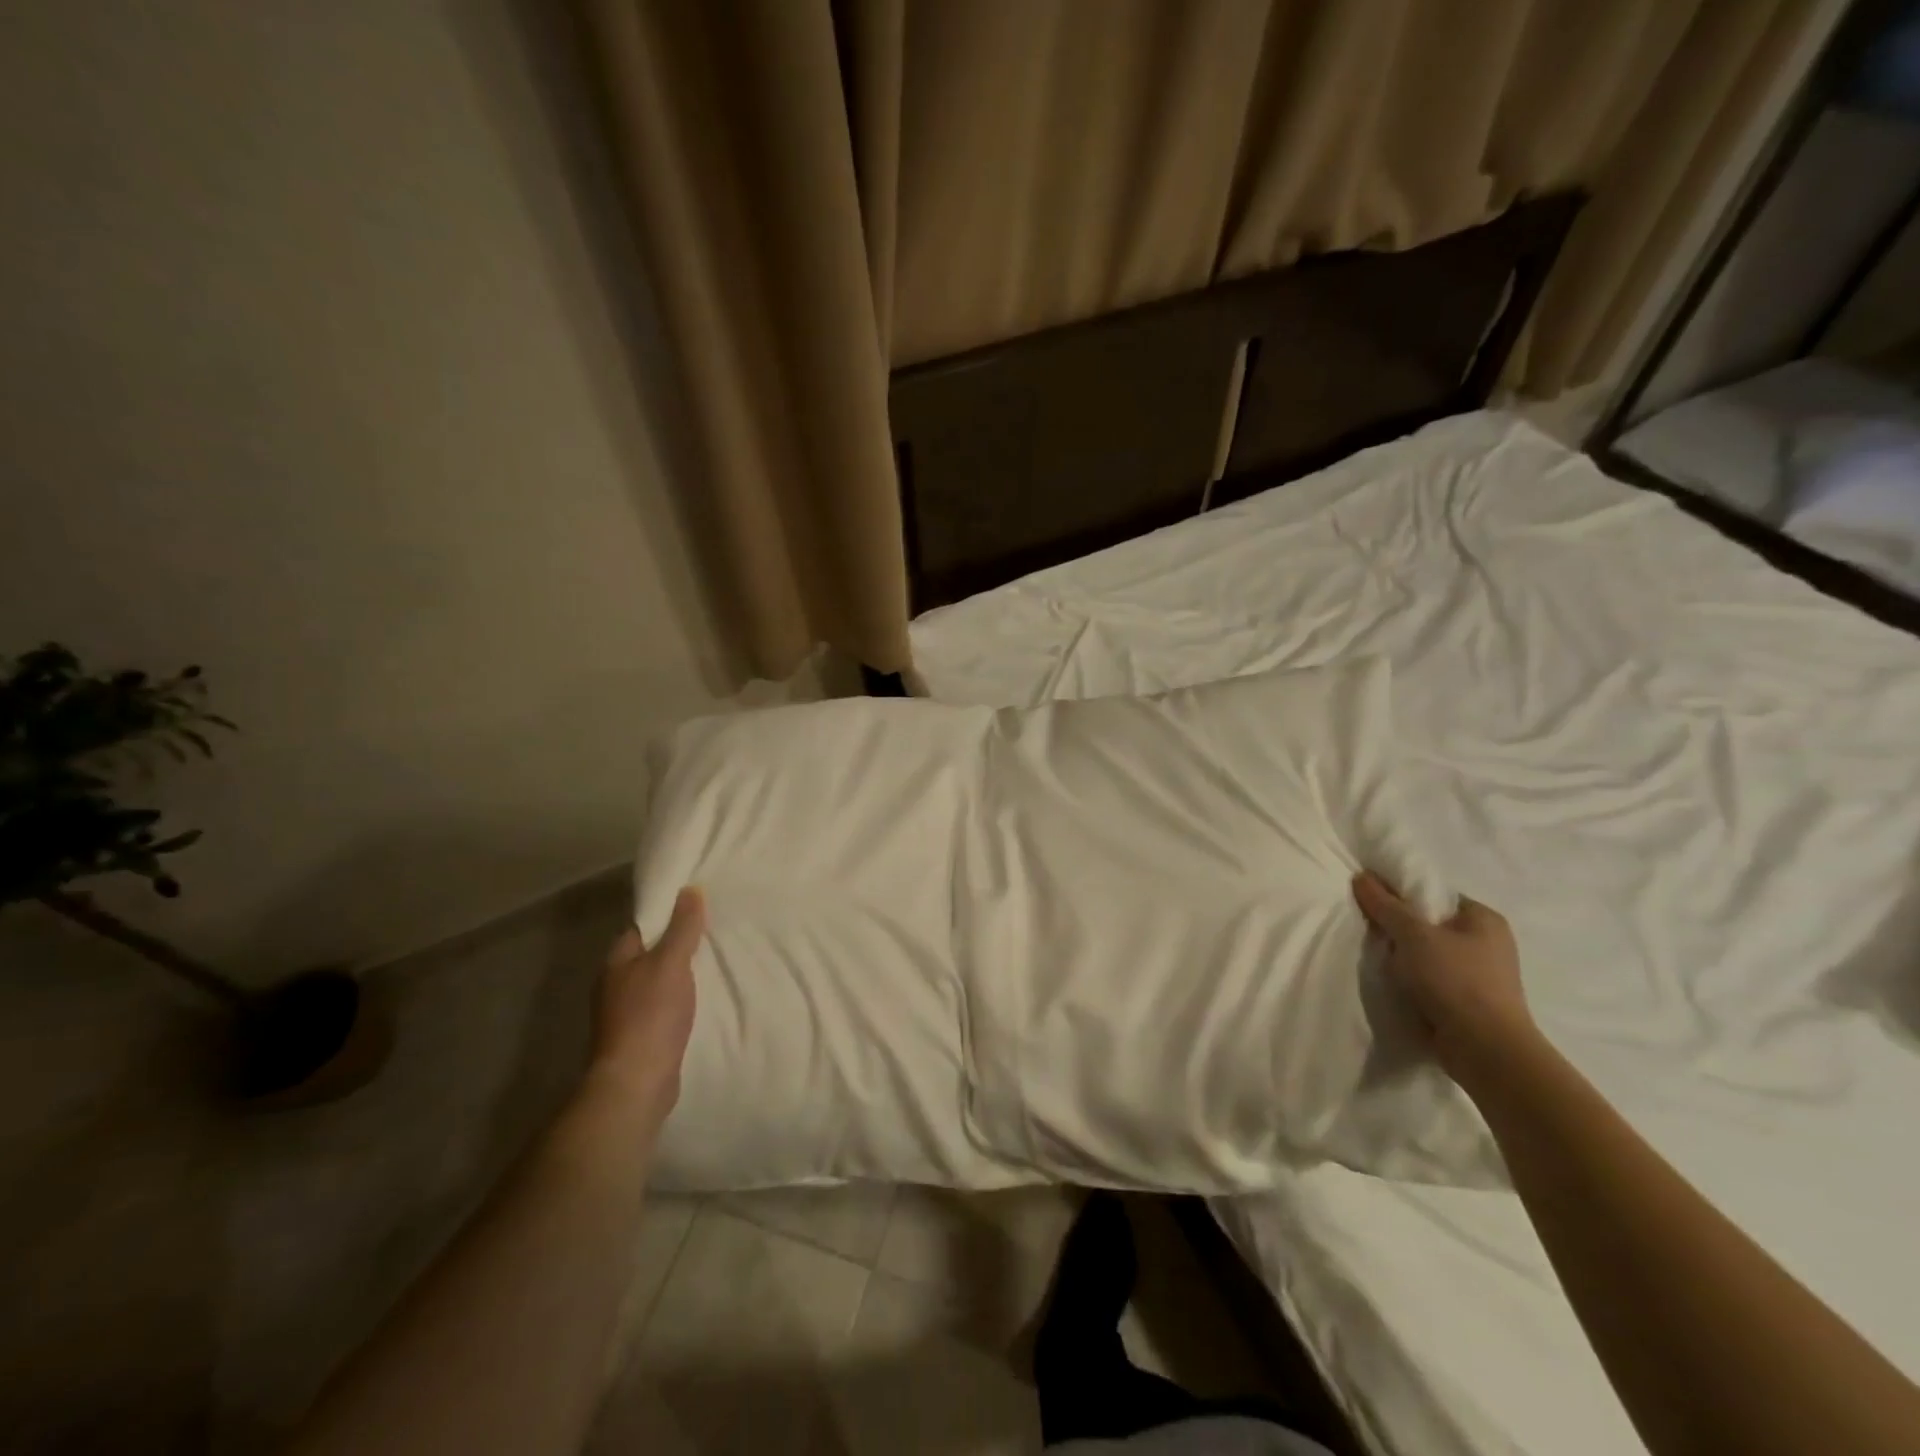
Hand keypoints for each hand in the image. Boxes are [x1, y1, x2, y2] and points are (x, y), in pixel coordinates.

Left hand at [586, 887, 705, 1128]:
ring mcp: (626, 1012)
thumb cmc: (650, 1015)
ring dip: (681, 973)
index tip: (697, 907)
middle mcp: (616, 984)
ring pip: (658, 980)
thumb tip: (689, 890)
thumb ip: (682, 928)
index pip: (642, 927)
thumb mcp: (670, 963)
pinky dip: (681, 998)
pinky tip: (701, 997)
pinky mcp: (641, 1036)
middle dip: (677, 944)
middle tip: (713, 931)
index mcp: (617, 961)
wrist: (637, 1082)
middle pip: (651, 954)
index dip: (667, 915)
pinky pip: (664, 1005)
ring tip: (713, 961)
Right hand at [1352, 872, 1534, 1084]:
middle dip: (1399, 929)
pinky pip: (1431, 981)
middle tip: (1370, 930)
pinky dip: (1412, 981)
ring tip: (1377, 959)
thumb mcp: (1413, 935)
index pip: (1435, 895)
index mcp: (1484, 919)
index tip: (1373, 902)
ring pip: (1428, 955)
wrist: (1484, 1050)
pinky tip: (1392, 983)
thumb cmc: (1454, 980)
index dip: (1402, 895)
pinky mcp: (1468, 1003)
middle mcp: (1487, 944)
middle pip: (1429, 924)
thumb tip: (1362, 877)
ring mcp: (1480, 976)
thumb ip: (1385, 905)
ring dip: (1403, 958)